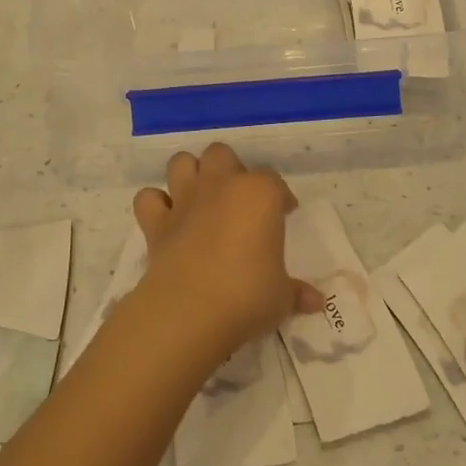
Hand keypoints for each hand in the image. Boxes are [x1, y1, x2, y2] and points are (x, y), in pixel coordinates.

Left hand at [128, 144, 320, 371]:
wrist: (190, 311)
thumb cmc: (248, 295)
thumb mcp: (281, 296)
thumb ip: (296, 293)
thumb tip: (316, 302)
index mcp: (259, 194)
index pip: (274, 181)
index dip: (280, 196)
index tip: (285, 214)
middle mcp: (220, 186)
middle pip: (222, 155)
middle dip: (230, 170)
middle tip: (240, 200)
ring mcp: (184, 201)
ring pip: (182, 162)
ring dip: (190, 174)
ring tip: (202, 197)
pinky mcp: (156, 223)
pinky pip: (148, 199)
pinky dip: (156, 204)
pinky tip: (167, 218)